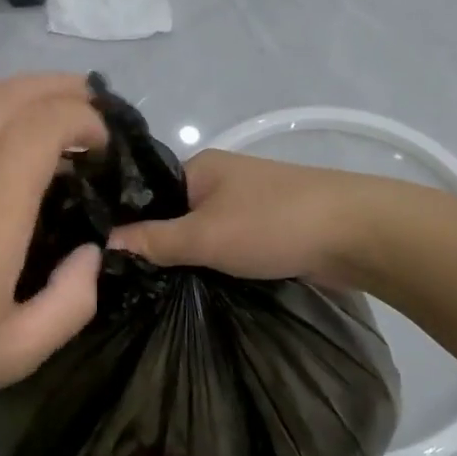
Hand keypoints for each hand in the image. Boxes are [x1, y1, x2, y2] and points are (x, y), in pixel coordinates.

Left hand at [0, 75, 108, 428]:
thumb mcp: (20, 352)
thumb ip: (73, 300)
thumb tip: (91, 251)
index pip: (44, 127)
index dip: (83, 119)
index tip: (102, 144)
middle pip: (11, 98)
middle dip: (59, 90)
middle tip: (89, 106)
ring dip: (18, 90)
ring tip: (47, 103)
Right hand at [107, 149, 387, 283]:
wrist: (356, 232)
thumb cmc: (273, 224)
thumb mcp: (204, 235)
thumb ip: (154, 240)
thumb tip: (105, 242)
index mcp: (199, 167)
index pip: (145, 191)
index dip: (123, 220)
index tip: (99, 256)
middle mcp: (220, 178)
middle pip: (173, 213)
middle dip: (156, 244)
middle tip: (126, 281)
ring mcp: (247, 202)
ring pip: (202, 231)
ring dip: (188, 256)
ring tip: (155, 288)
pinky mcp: (269, 226)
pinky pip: (227, 243)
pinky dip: (214, 261)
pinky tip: (197, 285)